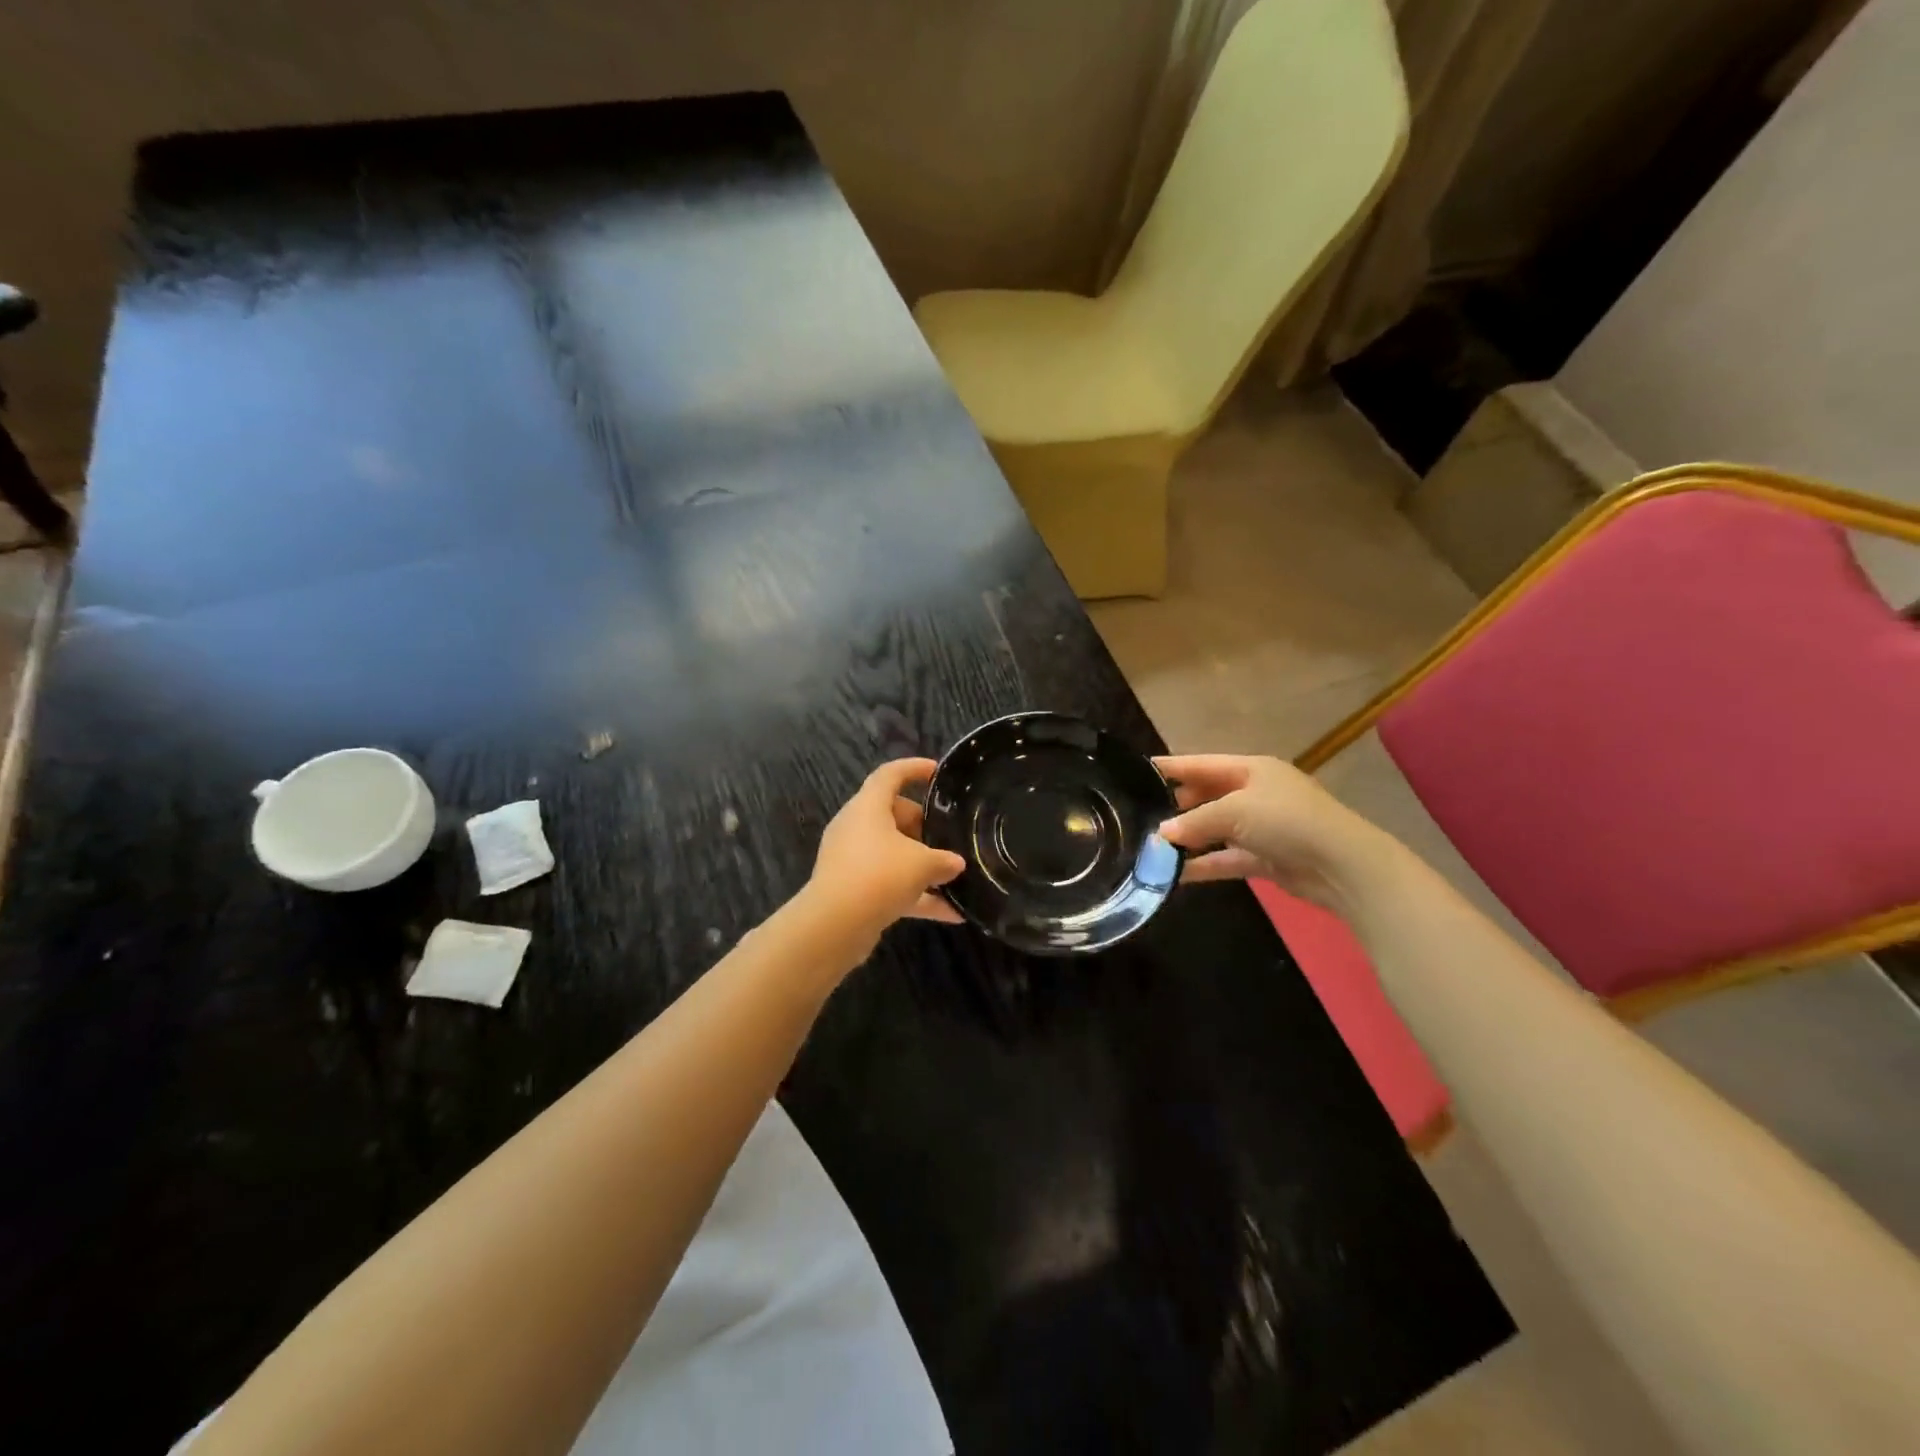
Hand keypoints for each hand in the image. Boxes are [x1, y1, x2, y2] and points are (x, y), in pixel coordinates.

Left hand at [805, 758, 966, 949]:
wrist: (834, 925)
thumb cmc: (879, 875)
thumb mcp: (922, 864)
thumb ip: (943, 860)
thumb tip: (956, 864)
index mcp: (868, 806)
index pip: (890, 775)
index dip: (913, 769)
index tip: (937, 772)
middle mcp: (856, 827)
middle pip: (893, 815)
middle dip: (923, 826)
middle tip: (949, 837)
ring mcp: (852, 859)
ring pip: (891, 852)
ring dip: (921, 864)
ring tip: (954, 877)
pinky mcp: (852, 889)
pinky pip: (889, 884)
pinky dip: (916, 895)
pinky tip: (950, 914)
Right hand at [1154, 754, 1386, 914]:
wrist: (1342, 866)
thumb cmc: (1287, 821)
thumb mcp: (1235, 811)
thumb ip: (1195, 821)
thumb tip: (1161, 833)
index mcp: (1252, 769)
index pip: (1202, 764)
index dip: (1172, 767)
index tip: (1138, 770)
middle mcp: (1255, 794)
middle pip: (1208, 796)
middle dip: (1177, 805)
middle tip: (1141, 813)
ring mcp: (1262, 827)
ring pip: (1215, 829)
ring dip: (1188, 838)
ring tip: (1151, 845)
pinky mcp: (1265, 858)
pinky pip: (1225, 858)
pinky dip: (1203, 864)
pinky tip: (1174, 873)